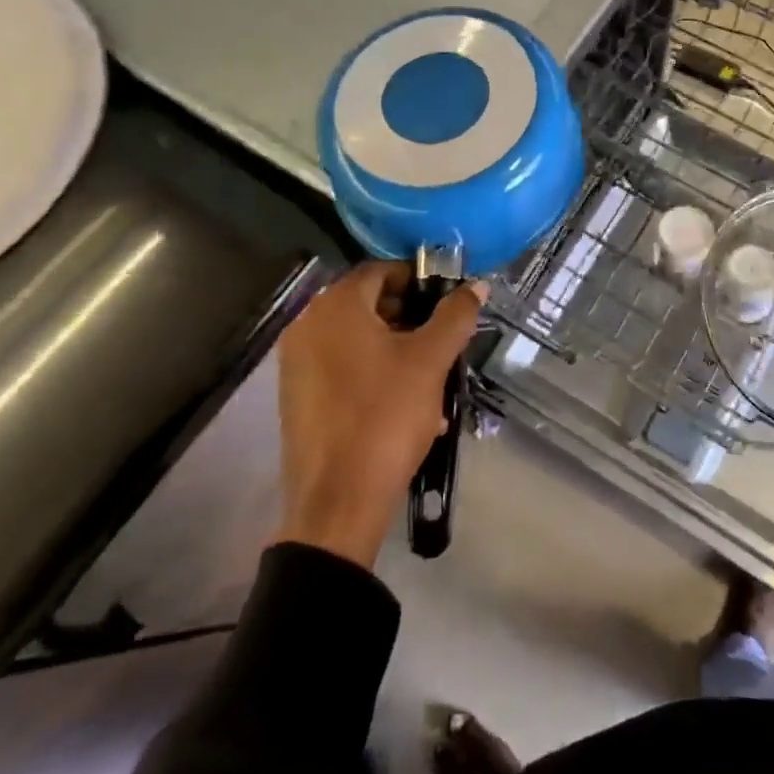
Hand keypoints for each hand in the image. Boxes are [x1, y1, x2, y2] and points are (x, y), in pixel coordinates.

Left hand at [274, 262, 484, 568]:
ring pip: (358, 339)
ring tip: (432, 379)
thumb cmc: (385, 416)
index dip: (419, 280)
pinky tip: (407, 405)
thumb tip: (477, 285)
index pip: (382, 270)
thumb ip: (456, 315)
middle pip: (369, 304)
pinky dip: (374, 374)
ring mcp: (297, 363)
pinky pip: (343, 368)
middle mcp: (308, 325)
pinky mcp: (297, 396)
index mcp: (335, 306)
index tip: (448, 303)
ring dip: (397, 349)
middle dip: (411, 318)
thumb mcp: (431, 361)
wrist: (337, 502)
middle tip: (443, 341)